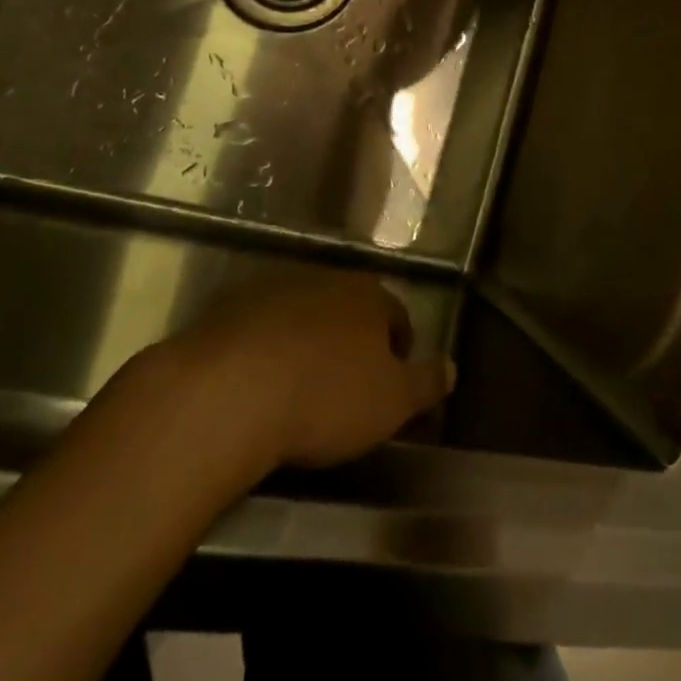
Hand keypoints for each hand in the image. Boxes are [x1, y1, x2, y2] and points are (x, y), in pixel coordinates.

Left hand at [180, 276, 454, 468]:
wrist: (228, 391)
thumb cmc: (325, 397)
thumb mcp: (391, 402)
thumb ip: (426, 383)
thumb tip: (453, 367)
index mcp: (370, 295)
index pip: (397, 317)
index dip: (398, 353)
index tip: (390, 389)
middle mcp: (326, 278)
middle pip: (349, 311)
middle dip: (352, 344)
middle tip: (346, 391)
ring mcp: (275, 289)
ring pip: (304, 316)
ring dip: (308, 344)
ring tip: (300, 392)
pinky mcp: (230, 308)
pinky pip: (261, 329)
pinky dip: (266, 351)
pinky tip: (258, 387)